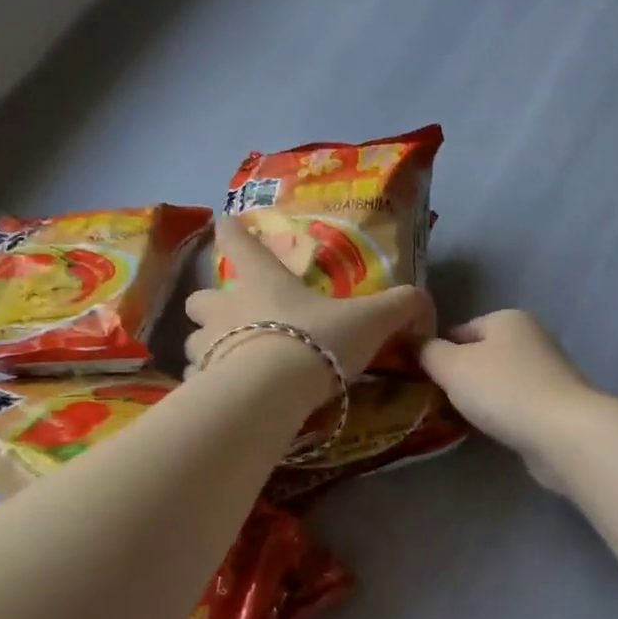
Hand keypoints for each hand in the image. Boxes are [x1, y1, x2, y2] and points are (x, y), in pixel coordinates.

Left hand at [185, 217, 434, 385]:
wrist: (274, 391)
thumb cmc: (318, 340)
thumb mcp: (371, 320)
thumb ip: (401, 306)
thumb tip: (425, 304)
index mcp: (264, 282)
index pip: (239, 243)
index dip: (232, 231)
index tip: (224, 220)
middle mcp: (226, 308)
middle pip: (200, 298)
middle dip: (209, 305)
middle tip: (231, 317)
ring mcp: (206, 346)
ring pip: (192, 340)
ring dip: (207, 347)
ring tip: (229, 362)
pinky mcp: (200, 384)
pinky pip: (197, 380)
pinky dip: (209, 385)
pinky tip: (228, 398)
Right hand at [419, 311, 598, 490]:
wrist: (563, 433)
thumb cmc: (503, 390)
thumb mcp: (452, 366)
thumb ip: (427, 352)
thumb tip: (413, 344)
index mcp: (507, 318)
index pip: (459, 330)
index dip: (436, 353)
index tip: (420, 380)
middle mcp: (531, 337)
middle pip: (480, 355)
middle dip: (459, 378)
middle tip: (435, 402)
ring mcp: (547, 371)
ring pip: (498, 381)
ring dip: (479, 399)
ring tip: (459, 420)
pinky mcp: (556, 403)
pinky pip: (515, 404)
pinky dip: (501, 414)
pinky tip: (489, 431)